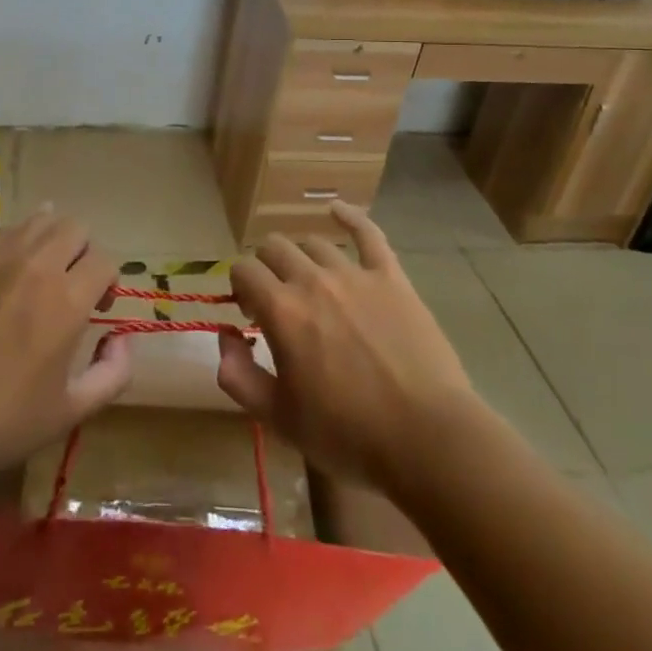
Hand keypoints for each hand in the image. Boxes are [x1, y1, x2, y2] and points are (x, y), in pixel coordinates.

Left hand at [0, 210, 132, 478]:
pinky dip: (13, 246)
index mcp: (68, 300)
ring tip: (40, 270)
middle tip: (71, 282)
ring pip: (37, 221)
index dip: (108, 280)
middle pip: (74, 227)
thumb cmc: (4, 422)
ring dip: (49, 240)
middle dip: (83, 251)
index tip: (98, 304)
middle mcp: (36, 266)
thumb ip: (113, 373)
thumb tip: (123, 339)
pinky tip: (4, 275)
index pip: (105, 260)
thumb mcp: (72, 411)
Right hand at [216, 202, 477, 494]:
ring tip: (311, 284)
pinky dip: (349, 217)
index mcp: (281, 310)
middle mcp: (312, 280)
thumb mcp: (279, 419)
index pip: (243, 270)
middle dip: (266, 268)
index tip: (250, 314)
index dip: (240, 288)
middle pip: (274, 248)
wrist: (426, 439)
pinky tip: (337, 211)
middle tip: (277, 300)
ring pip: (314, 243)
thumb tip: (225, 337)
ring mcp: (355, 274)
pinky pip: (368, 233)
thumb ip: (238, 376)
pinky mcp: (391, 277)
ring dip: (302, 258)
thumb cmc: (348, 435)